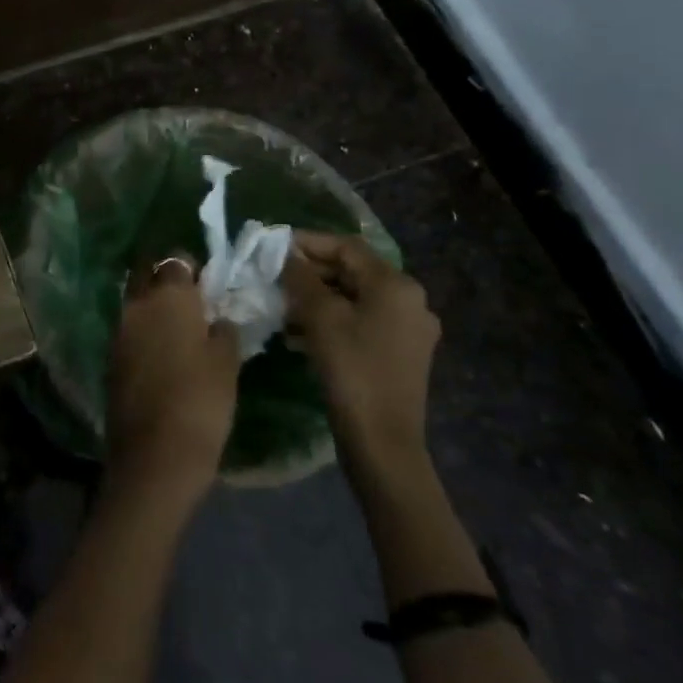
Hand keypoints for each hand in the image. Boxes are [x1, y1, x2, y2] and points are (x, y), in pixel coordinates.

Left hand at [105, 255, 239, 507]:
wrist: (154, 454)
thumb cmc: (201, 402)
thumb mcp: (227, 363)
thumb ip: (223, 331)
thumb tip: (217, 319)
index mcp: (168, 296)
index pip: (177, 260)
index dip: (193, 268)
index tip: (208, 283)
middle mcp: (137, 304)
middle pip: (147, 274)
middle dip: (165, 279)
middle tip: (190, 300)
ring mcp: (118, 329)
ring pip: (135, 301)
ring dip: (152, 305)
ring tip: (178, 326)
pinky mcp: (111, 356)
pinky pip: (129, 329)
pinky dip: (143, 330)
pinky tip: (162, 350)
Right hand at [283, 232, 440, 472]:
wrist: (382, 440)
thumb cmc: (351, 369)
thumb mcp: (320, 317)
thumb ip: (301, 278)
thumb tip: (287, 255)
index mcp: (396, 285)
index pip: (346, 247)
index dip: (307, 242)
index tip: (272, 246)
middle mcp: (410, 301)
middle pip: (352, 271)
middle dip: (310, 272)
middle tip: (273, 277)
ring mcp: (408, 330)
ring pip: (354, 298)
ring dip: (317, 298)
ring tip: (281, 306)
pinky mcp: (400, 354)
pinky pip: (361, 322)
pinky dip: (331, 320)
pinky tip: (299, 333)